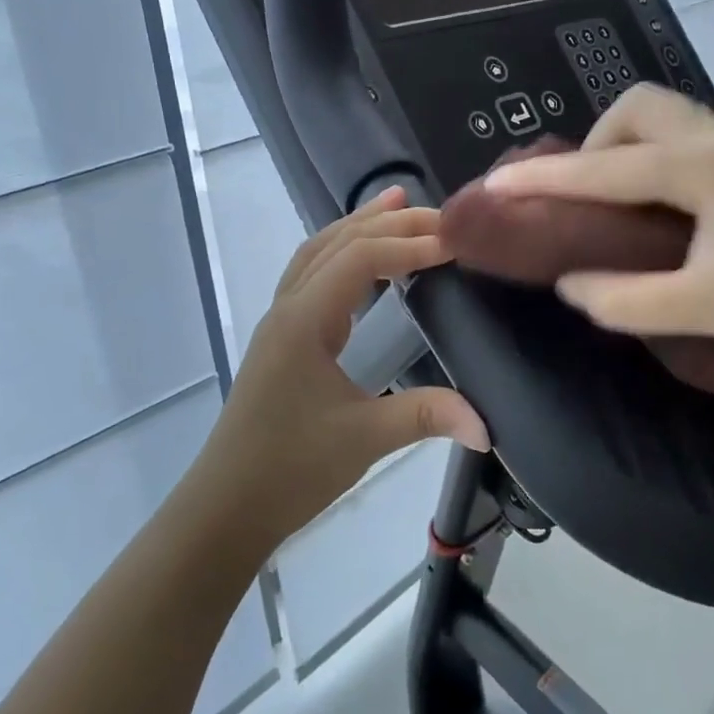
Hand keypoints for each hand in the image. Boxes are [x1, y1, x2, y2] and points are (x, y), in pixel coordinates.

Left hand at [199, 189, 487, 549]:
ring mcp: (281, 322)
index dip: (409, 245)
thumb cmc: (289, 469)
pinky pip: (312, 276)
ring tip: (396, 205)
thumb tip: (487, 423)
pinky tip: (365, 264)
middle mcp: (288, 309)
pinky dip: (343, 254)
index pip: (360, 259)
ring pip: (318, 253)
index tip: (456, 244)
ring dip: (358, 227)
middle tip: (438, 214)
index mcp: (304, 321)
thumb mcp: (363, 439)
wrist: (225, 508)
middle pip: (337, 243)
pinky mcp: (283, 340)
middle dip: (387, 222)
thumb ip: (426, 417)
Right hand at [483, 84, 713, 377]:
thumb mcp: (704, 309)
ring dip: (626, 149)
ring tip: (615, 205)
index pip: (602, 169)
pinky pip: (690, 139)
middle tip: (582, 199)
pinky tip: (662, 208)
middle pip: (637, 108)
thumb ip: (624, 298)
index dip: (543, 180)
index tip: (494, 185)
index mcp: (702, 168)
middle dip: (593, 144)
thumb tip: (571, 283)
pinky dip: (656, 159)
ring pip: (667, 119)